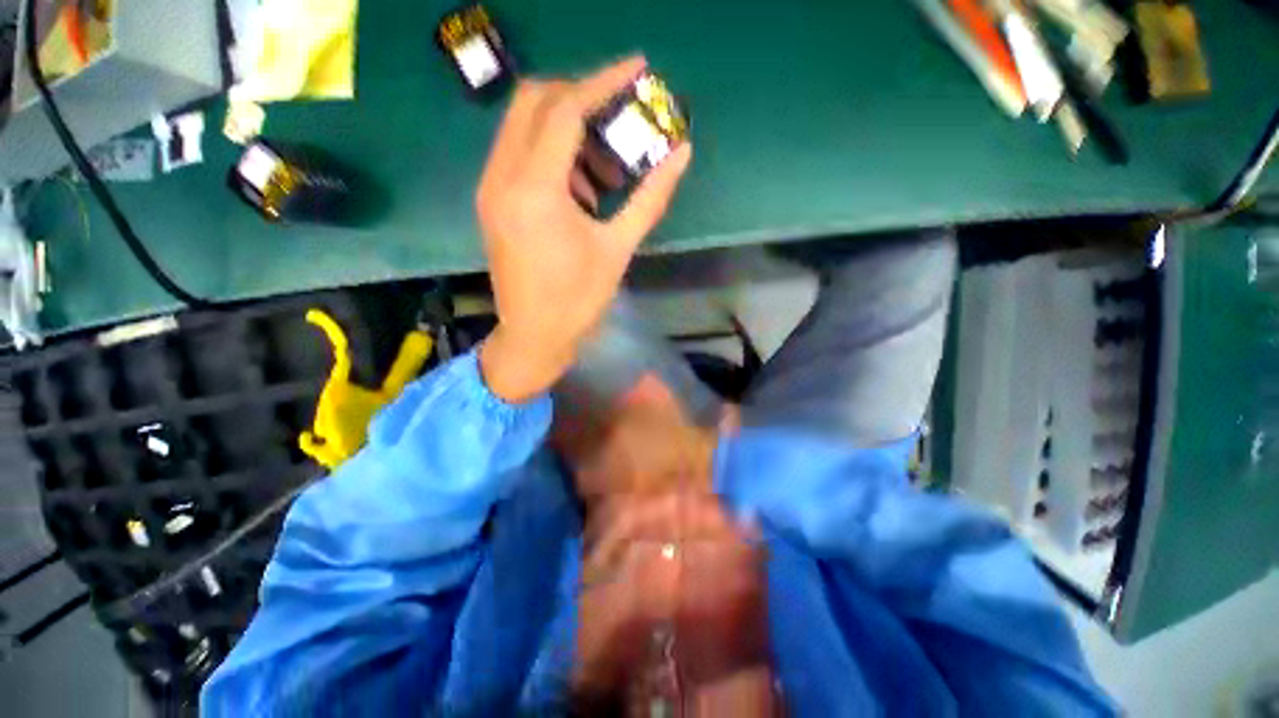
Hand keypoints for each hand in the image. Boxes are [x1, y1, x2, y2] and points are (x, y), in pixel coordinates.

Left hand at [476, 56, 692, 402]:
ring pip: (522, 125)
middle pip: (534, 100)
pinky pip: (518, 153)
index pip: (567, 109)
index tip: (637, 66)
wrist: (534, 336)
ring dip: (565, 129)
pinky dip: (551, 153)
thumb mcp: (618, 249)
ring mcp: (491, 188)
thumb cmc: (578, 300)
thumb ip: (650, 198)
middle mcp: (502, 177)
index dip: (604, 81)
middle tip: (617, 113)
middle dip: (580, 95)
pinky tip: (579, 188)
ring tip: (603, 168)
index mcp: (535, 190)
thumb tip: (681, 154)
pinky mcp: (491, 201)